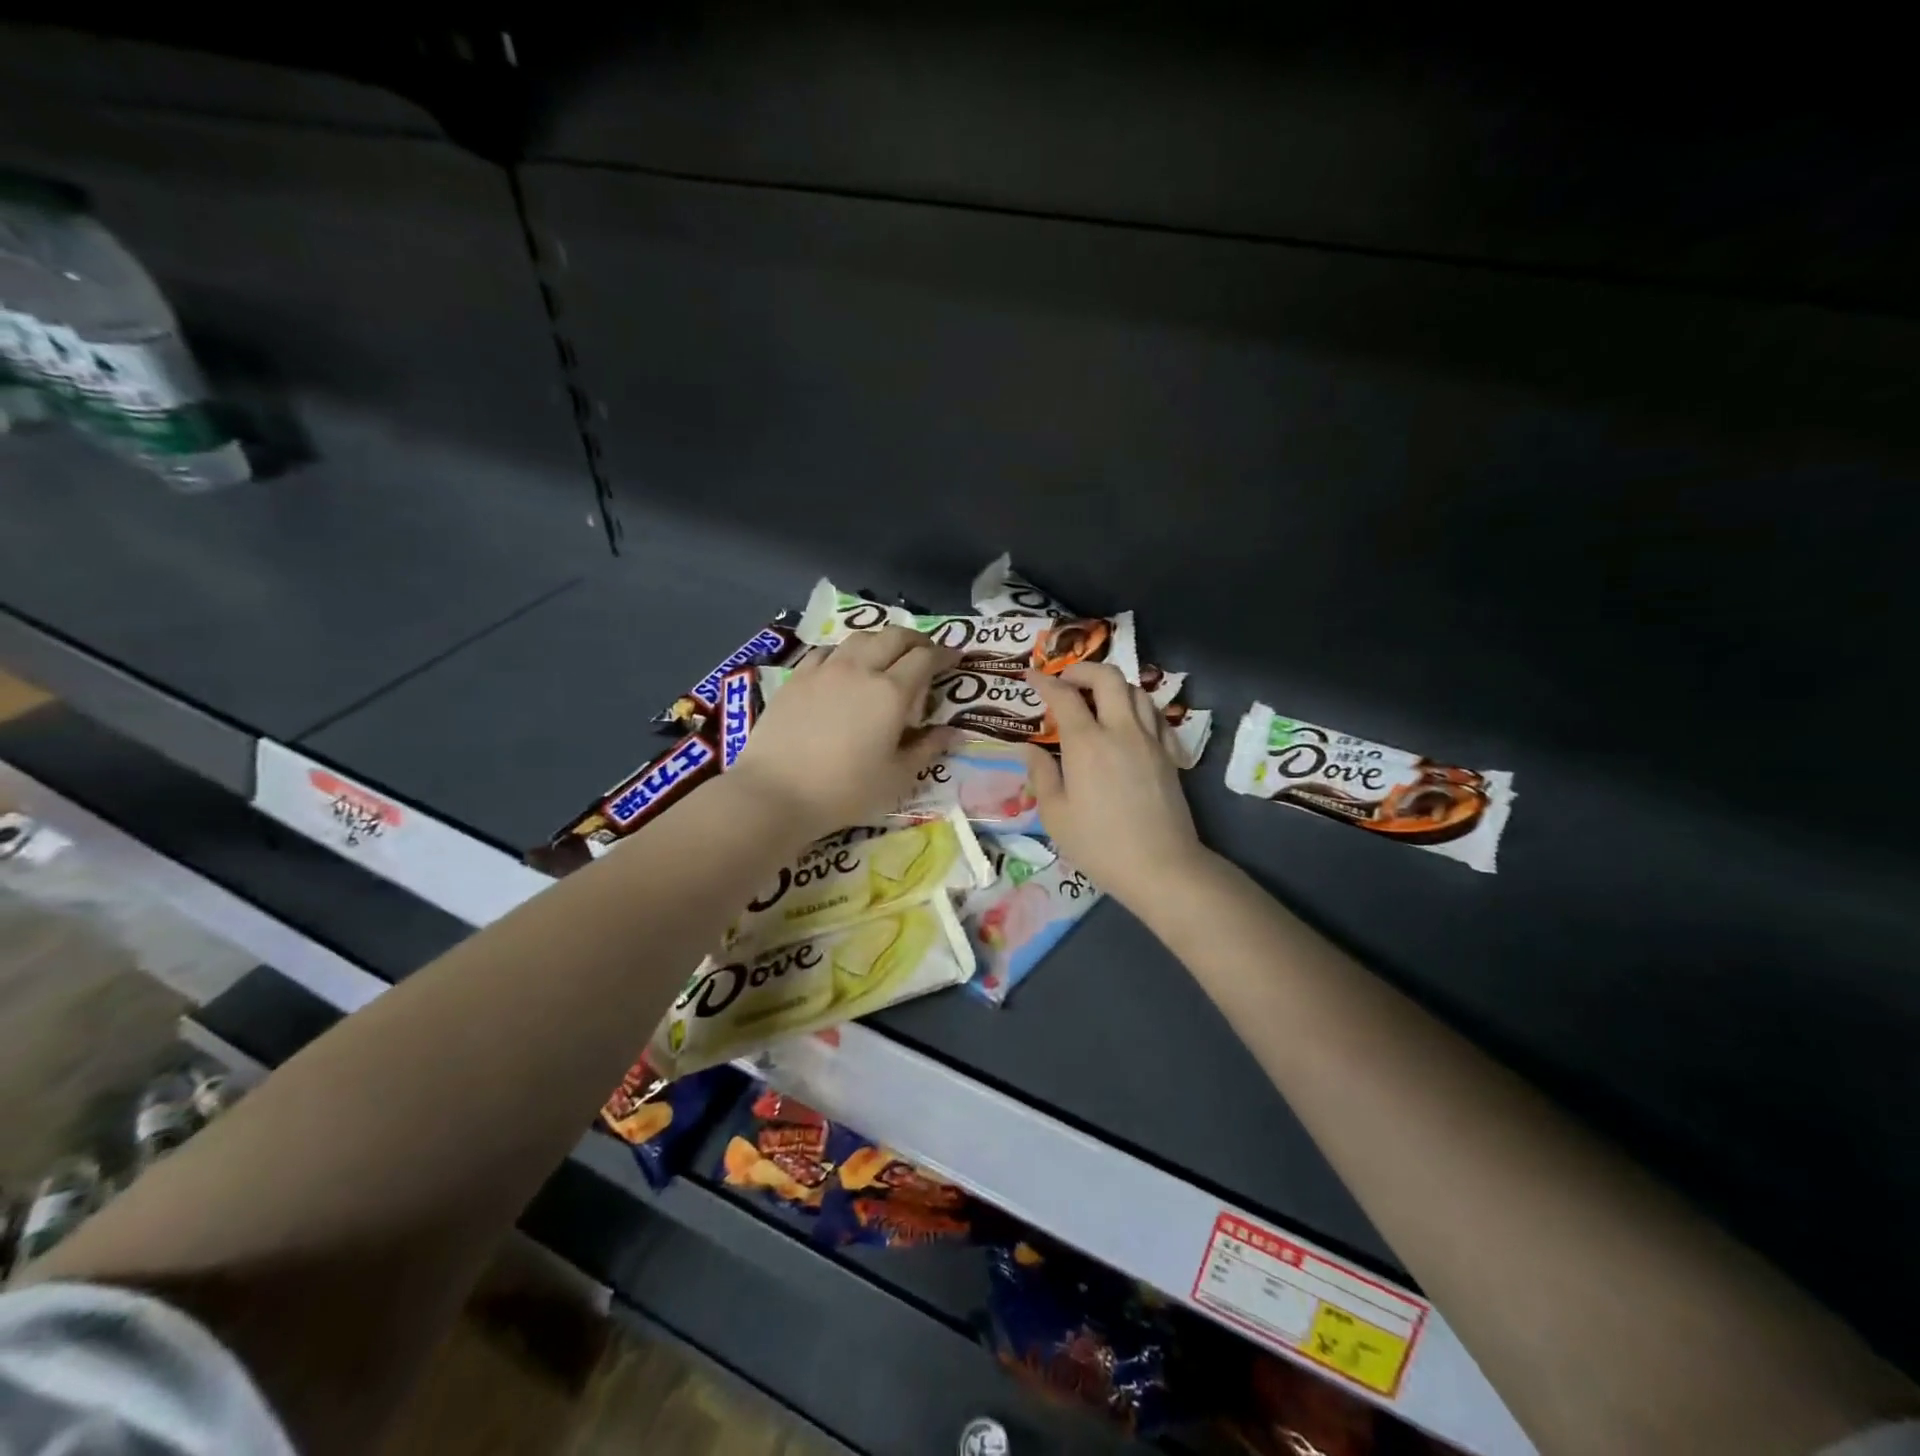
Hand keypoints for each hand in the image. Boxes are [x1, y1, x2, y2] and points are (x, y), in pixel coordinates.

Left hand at [733, 626, 956, 840]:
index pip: (925, 659)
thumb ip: (927, 749)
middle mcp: (860, 670)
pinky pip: (827, 652)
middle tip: (925, 652)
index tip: (955, 658)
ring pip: (859, 638)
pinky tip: (843, 667)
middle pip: (893, 637)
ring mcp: (824, 670)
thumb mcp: (897, 777)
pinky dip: (845, 652)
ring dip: (881, 640)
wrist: (776, 792)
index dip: (944, 654)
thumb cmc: (845, 791)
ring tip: (886, 654)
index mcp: (891, 693)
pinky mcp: (796, 678)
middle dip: (916, 640)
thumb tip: (954, 732)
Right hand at [1024, 663, 1209, 914]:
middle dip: (1082, 670)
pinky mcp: (1169, 754)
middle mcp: (1121, 730)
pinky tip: (1127, 721)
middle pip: (1107, 677)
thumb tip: (1028, 749)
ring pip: (1135, 690)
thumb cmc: (1099, 845)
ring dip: (1112, 686)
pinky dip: (1137, 706)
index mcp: (1087, 743)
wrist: (1161, 866)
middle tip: (1065, 681)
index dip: (1044, 682)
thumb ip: (1041, 775)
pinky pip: (1155, 714)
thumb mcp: (1055, 815)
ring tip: (1095, 700)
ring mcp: (1150, 739)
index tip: (1030, 676)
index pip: (1064, 696)